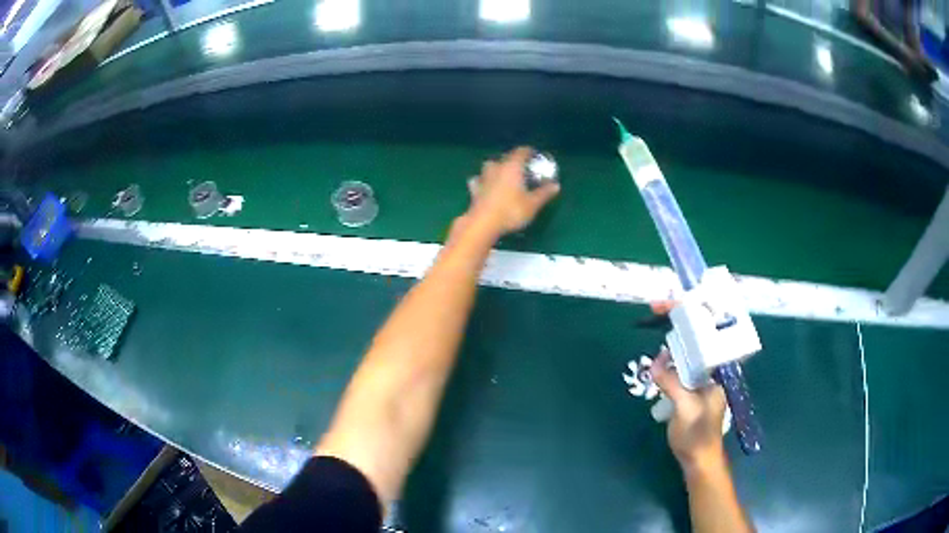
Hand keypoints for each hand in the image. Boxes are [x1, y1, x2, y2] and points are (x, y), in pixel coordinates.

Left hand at [463, 147, 559, 236]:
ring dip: (495, 167)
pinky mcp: (474, 190)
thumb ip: (544, 193)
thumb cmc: (511, 211)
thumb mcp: (533, 204)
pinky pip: (478, 180)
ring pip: (489, 166)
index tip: (534, 155)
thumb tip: (556, 185)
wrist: (483, 223)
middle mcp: (497, 168)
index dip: (529, 152)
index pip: (521, 152)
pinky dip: (482, 180)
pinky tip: (484, 185)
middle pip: (505, 157)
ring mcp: (483, 178)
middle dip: (513, 160)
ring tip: (502, 174)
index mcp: (512, 167)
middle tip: (521, 168)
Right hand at [652, 349, 727, 472]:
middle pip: (691, 369)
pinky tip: (662, 392)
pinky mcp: (694, 411)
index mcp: (714, 383)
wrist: (698, 462)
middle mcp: (711, 388)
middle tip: (655, 365)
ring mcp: (703, 400)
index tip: (663, 352)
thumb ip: (670, 383)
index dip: (682, 353)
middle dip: (674, 365)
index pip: (699, 358)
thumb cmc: (695, 433)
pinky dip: (672, 390)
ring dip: (671, 378)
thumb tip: (654, 364)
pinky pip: (683, 392)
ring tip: (656, 376)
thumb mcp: (682, 405)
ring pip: (685, 381)